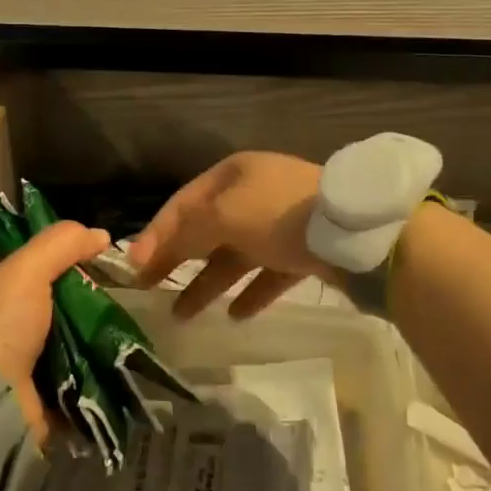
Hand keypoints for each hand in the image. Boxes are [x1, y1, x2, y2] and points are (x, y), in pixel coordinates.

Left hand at [0, 219, 110, 445]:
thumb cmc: (3, 323)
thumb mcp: (28, 269)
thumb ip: (61, 244)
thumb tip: (102, 234)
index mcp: (1, 296)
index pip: (40, 272)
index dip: (72, 264)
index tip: (105, 262)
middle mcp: (11, 330)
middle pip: (62, 310)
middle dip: (91, 306)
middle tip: (125, 301)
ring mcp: (26, 368)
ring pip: (74, 346)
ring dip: (98, 342)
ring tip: (130, 334)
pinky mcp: (44, 401)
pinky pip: (79, 384)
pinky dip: (98, 377)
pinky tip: (123, 365)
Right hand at [128, 151, 331, 318]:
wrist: (356, 233)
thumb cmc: (278, 215)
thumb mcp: (224, 216)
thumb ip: (185, 231)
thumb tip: (150, 248)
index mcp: (233, 175)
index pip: (182, 203)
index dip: (156, 233)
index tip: (134, 266)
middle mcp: (254, 195)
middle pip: (206, 229)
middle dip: (177, 259)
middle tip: (149, 288)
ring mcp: (281, 223)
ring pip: (234, 255)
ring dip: (207, 283)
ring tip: (182, 315)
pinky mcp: (304, 250)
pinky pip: (268, 274)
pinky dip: (250, 292)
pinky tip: (235, 315)